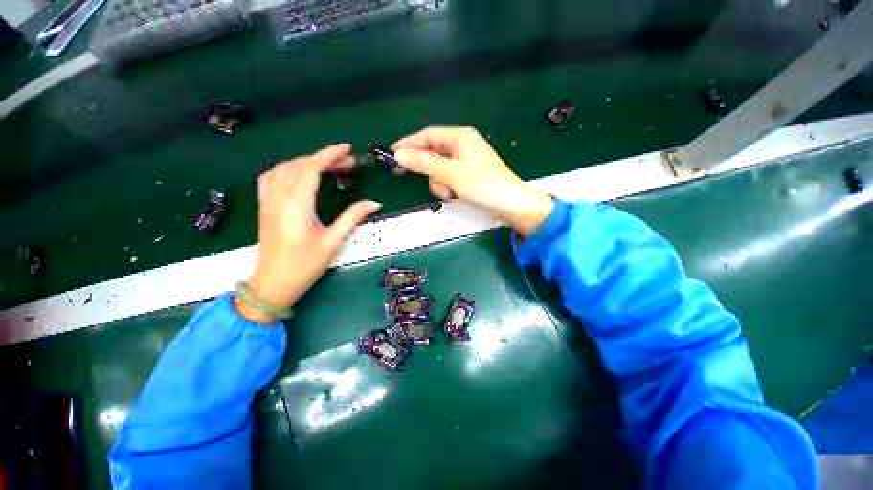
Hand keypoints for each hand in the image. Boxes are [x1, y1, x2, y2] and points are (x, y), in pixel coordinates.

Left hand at [237, 144, 381, 323]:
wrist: (274, 284)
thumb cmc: (305, 265)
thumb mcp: (333, 241)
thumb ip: (352, 218)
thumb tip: (374, 203)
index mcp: (297, 205)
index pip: (312, 169)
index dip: (330, 155)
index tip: (347, 149)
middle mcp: (279, 197)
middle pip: (300, 165)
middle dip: (324, 158)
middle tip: (348, 163)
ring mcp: (268, 201)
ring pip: (284, 168)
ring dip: (306, 162)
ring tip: (328, 167)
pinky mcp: (264, 207)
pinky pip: (272, 177)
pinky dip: (288, 169)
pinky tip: (300, 174)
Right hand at [393, 127, 552, 236]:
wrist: (511, 205)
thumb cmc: (483, 185)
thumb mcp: (452, 174)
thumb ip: (424, 163)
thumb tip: (398, 154)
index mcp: (460, 137)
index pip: (427, 135)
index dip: (409, 144)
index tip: (392, 155)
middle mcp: (461, 146)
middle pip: (432, 153)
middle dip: (428, 170)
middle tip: (418, 179)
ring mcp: (464, 162)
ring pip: (438, 169)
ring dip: (439, 183)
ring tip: (449, 192)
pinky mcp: (467, 175)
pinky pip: (447, 178)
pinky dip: (447, 187)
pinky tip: (454, 195)